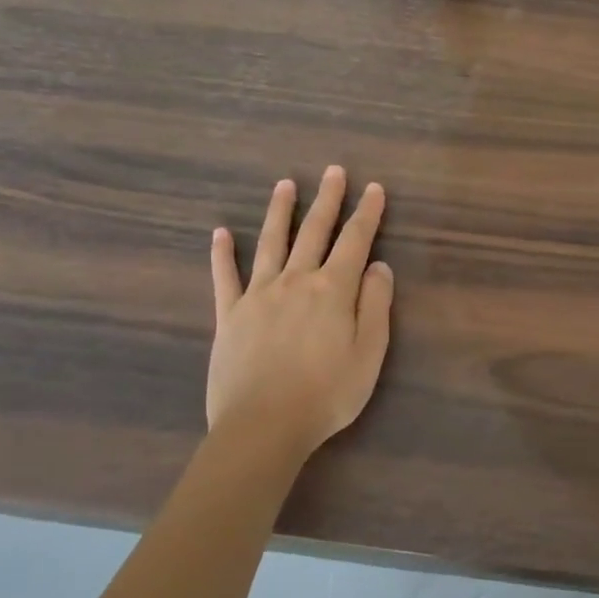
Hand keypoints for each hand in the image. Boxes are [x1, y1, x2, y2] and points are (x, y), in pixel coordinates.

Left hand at [207, 167, 393, 460]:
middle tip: (334, 171)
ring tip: (285, 184)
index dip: (367, 213)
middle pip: (314, 231)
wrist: (263, 426)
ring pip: (270, 243)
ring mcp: (258, 295)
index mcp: (333, 290)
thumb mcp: (369, 353)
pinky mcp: (229, 315)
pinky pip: (224, 277)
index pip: (355, 241)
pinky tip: (220, 233)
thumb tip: (378, 266)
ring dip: (279, 211)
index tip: (374, 188)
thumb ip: (376, 305)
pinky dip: (222, 254)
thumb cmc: (327, 394)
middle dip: (327, 199)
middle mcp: (295, 281)